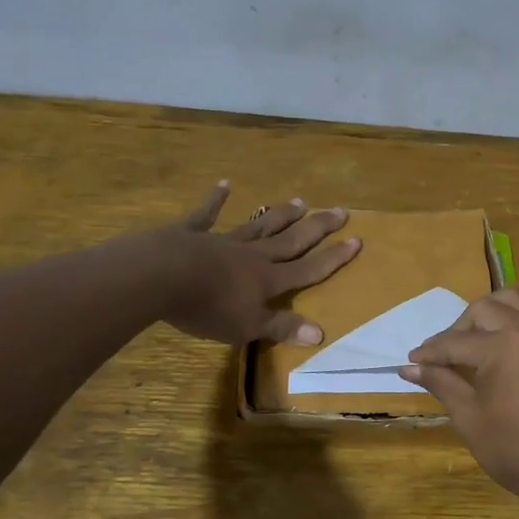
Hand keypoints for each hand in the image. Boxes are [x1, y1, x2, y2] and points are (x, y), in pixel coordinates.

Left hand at [157, 181, 361, 344]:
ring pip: (259, 226)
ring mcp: (223, 241)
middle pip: (291, 240)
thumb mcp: (248, 326)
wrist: (161, 276)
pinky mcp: (193, 233)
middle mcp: (252, 256)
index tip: (357, 240)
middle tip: (340, 210)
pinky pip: (207, 215)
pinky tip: (225, 184)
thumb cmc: (207, 307)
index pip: (308, 269)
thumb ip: (282, 327)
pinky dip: (216, 200)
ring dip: (280, 214)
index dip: (333, 258)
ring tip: (300, 200)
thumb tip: (321, 333)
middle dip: (317, 228)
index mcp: (268, 279)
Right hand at [401, 287, 518, 518]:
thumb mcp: (469, 416)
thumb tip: (409, 367)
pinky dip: (509, 323)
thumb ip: (441, 382)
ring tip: (469, 344)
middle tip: (440, 356)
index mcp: (506, 346)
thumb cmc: (515, 450)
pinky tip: (495, 350)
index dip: (431, 352)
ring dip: (486, 315)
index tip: (410, 361)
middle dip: (457, 329)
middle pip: (484, 310)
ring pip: (512, 302)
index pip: (457, 342)